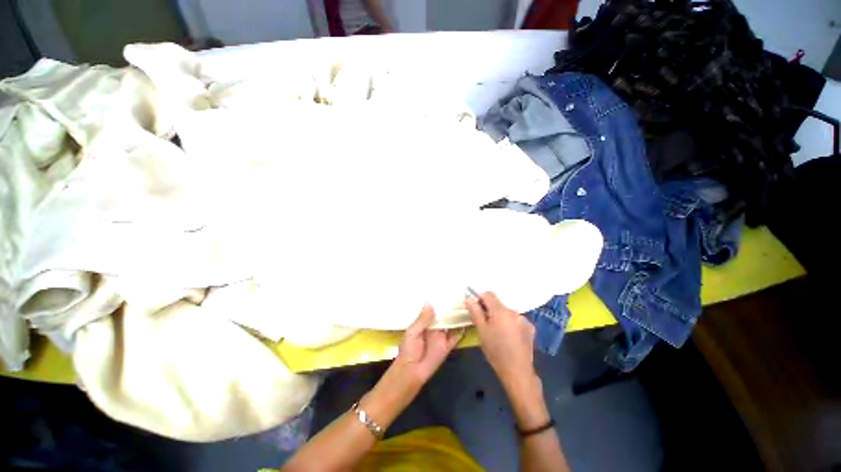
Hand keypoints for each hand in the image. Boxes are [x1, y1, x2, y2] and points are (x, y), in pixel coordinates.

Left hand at [393, 304, 463, 386]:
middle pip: (444, 315)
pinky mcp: (447, 346)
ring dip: (457, 317)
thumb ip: (422, 320)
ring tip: (467, 306)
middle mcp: (434, 327)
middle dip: (451, 307)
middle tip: (462, 296)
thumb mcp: (413, 332)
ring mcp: (442, 336)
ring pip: (451, 324)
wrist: (411, 371)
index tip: (448, 291)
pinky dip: (461, 330)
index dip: (440, 302)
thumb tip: (430, 303)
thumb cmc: (408, 350)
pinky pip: (456, 337)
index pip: (434, 309)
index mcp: (424, 322)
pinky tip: (468, 322)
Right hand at [465, 292, 537, 393]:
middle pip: (498, 303)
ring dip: (501, 317)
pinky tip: (509, 336)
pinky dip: (511, 323)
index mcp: (500, 311)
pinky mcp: (530, 328)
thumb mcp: (481, 331)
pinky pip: (516, 319)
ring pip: (507, 312)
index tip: (477, 310)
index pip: (488, 294)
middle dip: (490, 310)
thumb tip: (469, 298)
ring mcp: (524, 319)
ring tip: (498, 332)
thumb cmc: (495, 351)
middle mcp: (513, 311)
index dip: (480, 299)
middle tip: (486, 324)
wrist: (517, 372)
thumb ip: (475, 312)